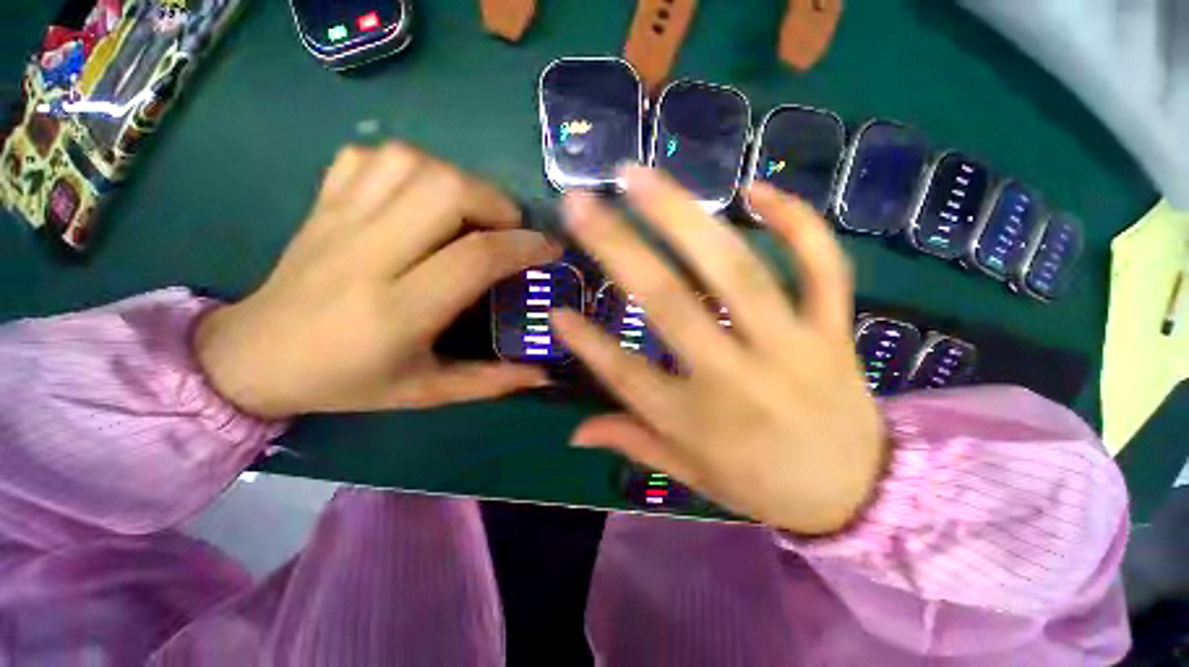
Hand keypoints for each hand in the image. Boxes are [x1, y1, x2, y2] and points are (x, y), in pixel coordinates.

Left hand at [195, 143, 559, 418]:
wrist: (257, 356)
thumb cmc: (349, 381)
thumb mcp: (428, 392)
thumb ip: (491, 382)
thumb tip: (543, 372)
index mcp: (398, 310)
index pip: (475, 257)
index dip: (523, 246)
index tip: (549, 249)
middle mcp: (368, 255)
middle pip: (446, 190)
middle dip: (495, 202)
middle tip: (509, 228)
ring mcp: (339, 219)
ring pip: (412, 163)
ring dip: (458, 179)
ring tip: (472, 212)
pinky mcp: (323, 201)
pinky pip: (373, 156)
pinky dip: (412, 165)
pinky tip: (422, 196)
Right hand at [553, 167, 886, 534]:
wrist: (860, 496)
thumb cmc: (762, 486)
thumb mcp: (691, 475)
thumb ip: (632, 442)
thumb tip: (574, 431)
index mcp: (697, 421)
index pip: (625, 374)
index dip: (587, 343)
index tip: (556, 311)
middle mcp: (737, 377)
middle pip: (669, 303)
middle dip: (618, 248)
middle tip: (580, 203)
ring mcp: (791, 346)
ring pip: (735, 271)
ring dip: (683, 217)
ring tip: (640, 176)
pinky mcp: (833, 329)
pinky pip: (822, 266)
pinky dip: (794, 223)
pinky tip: (755, 189)